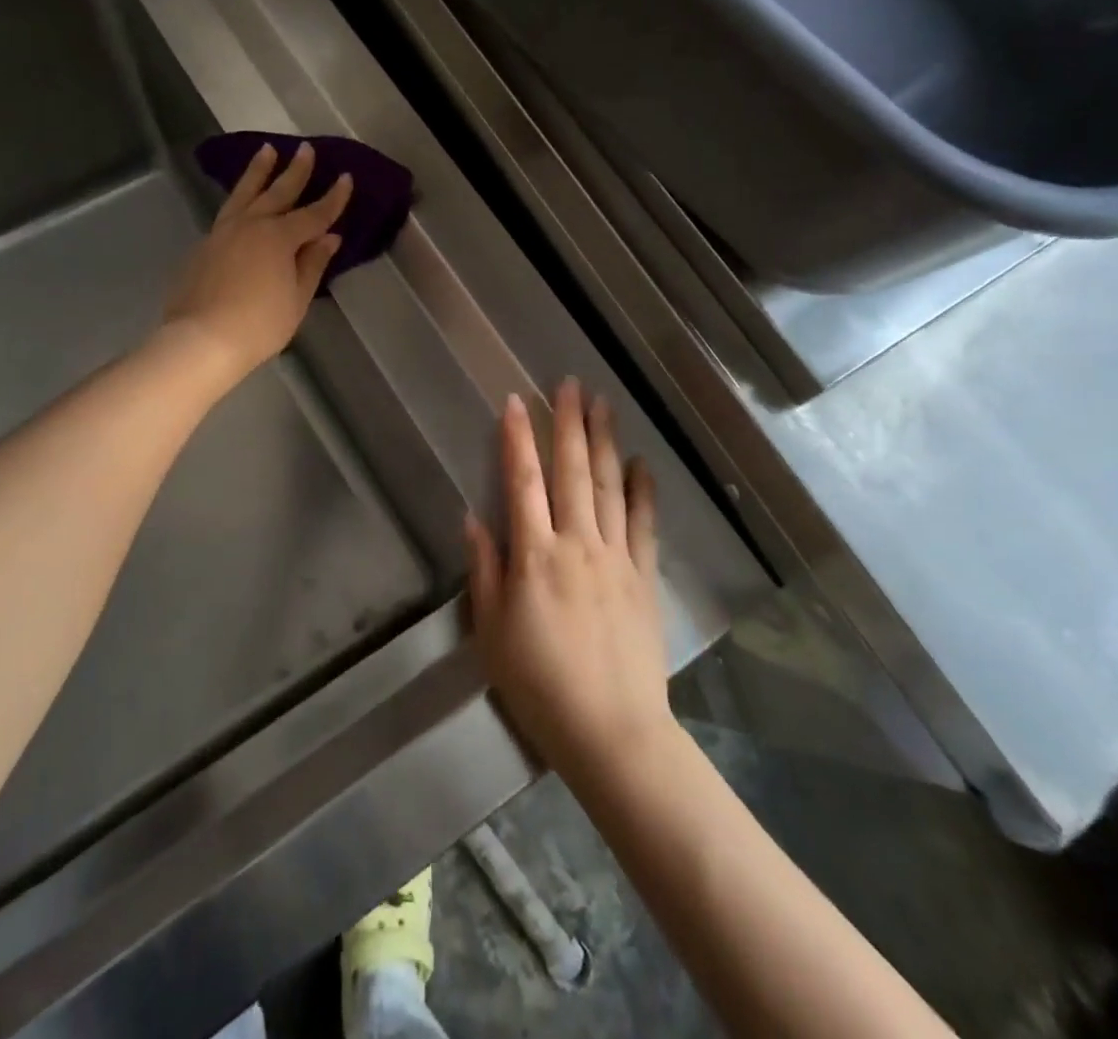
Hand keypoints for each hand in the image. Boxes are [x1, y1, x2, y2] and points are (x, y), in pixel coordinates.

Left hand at [163, 141, 350, 387]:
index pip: (314, 214)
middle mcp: (250, 225)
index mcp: (279, 237)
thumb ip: (312, 264)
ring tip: (266, 151)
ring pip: (244, 193)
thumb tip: (328, 238)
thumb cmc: (259, 324)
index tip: (346, 177)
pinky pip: (227, 212)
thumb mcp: (297, 298)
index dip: (333, 198)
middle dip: (295, 171)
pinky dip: (239, 198)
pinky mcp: (204, 246)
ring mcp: (222, 233)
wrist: (202, 340)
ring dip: (258, 172)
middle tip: (305, 149)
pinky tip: (242, 200)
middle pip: (278, 192)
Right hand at [466, 379, 671, 783]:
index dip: (517, 439)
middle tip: (570, 384)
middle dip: (568, 424)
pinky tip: (641, 464)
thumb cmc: (539, 685)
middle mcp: (576, 544)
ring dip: (604, 442)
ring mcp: (616, 558)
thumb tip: (473, 517)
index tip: (515, 402)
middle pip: (572, 472)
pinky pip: (644, 524)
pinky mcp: (644, 577)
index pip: (523, 482)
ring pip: (609, 487)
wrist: (612, 732)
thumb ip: (484, 570)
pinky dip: (643, 491)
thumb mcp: (492, 632)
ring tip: (602, 405)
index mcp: (534, 556)